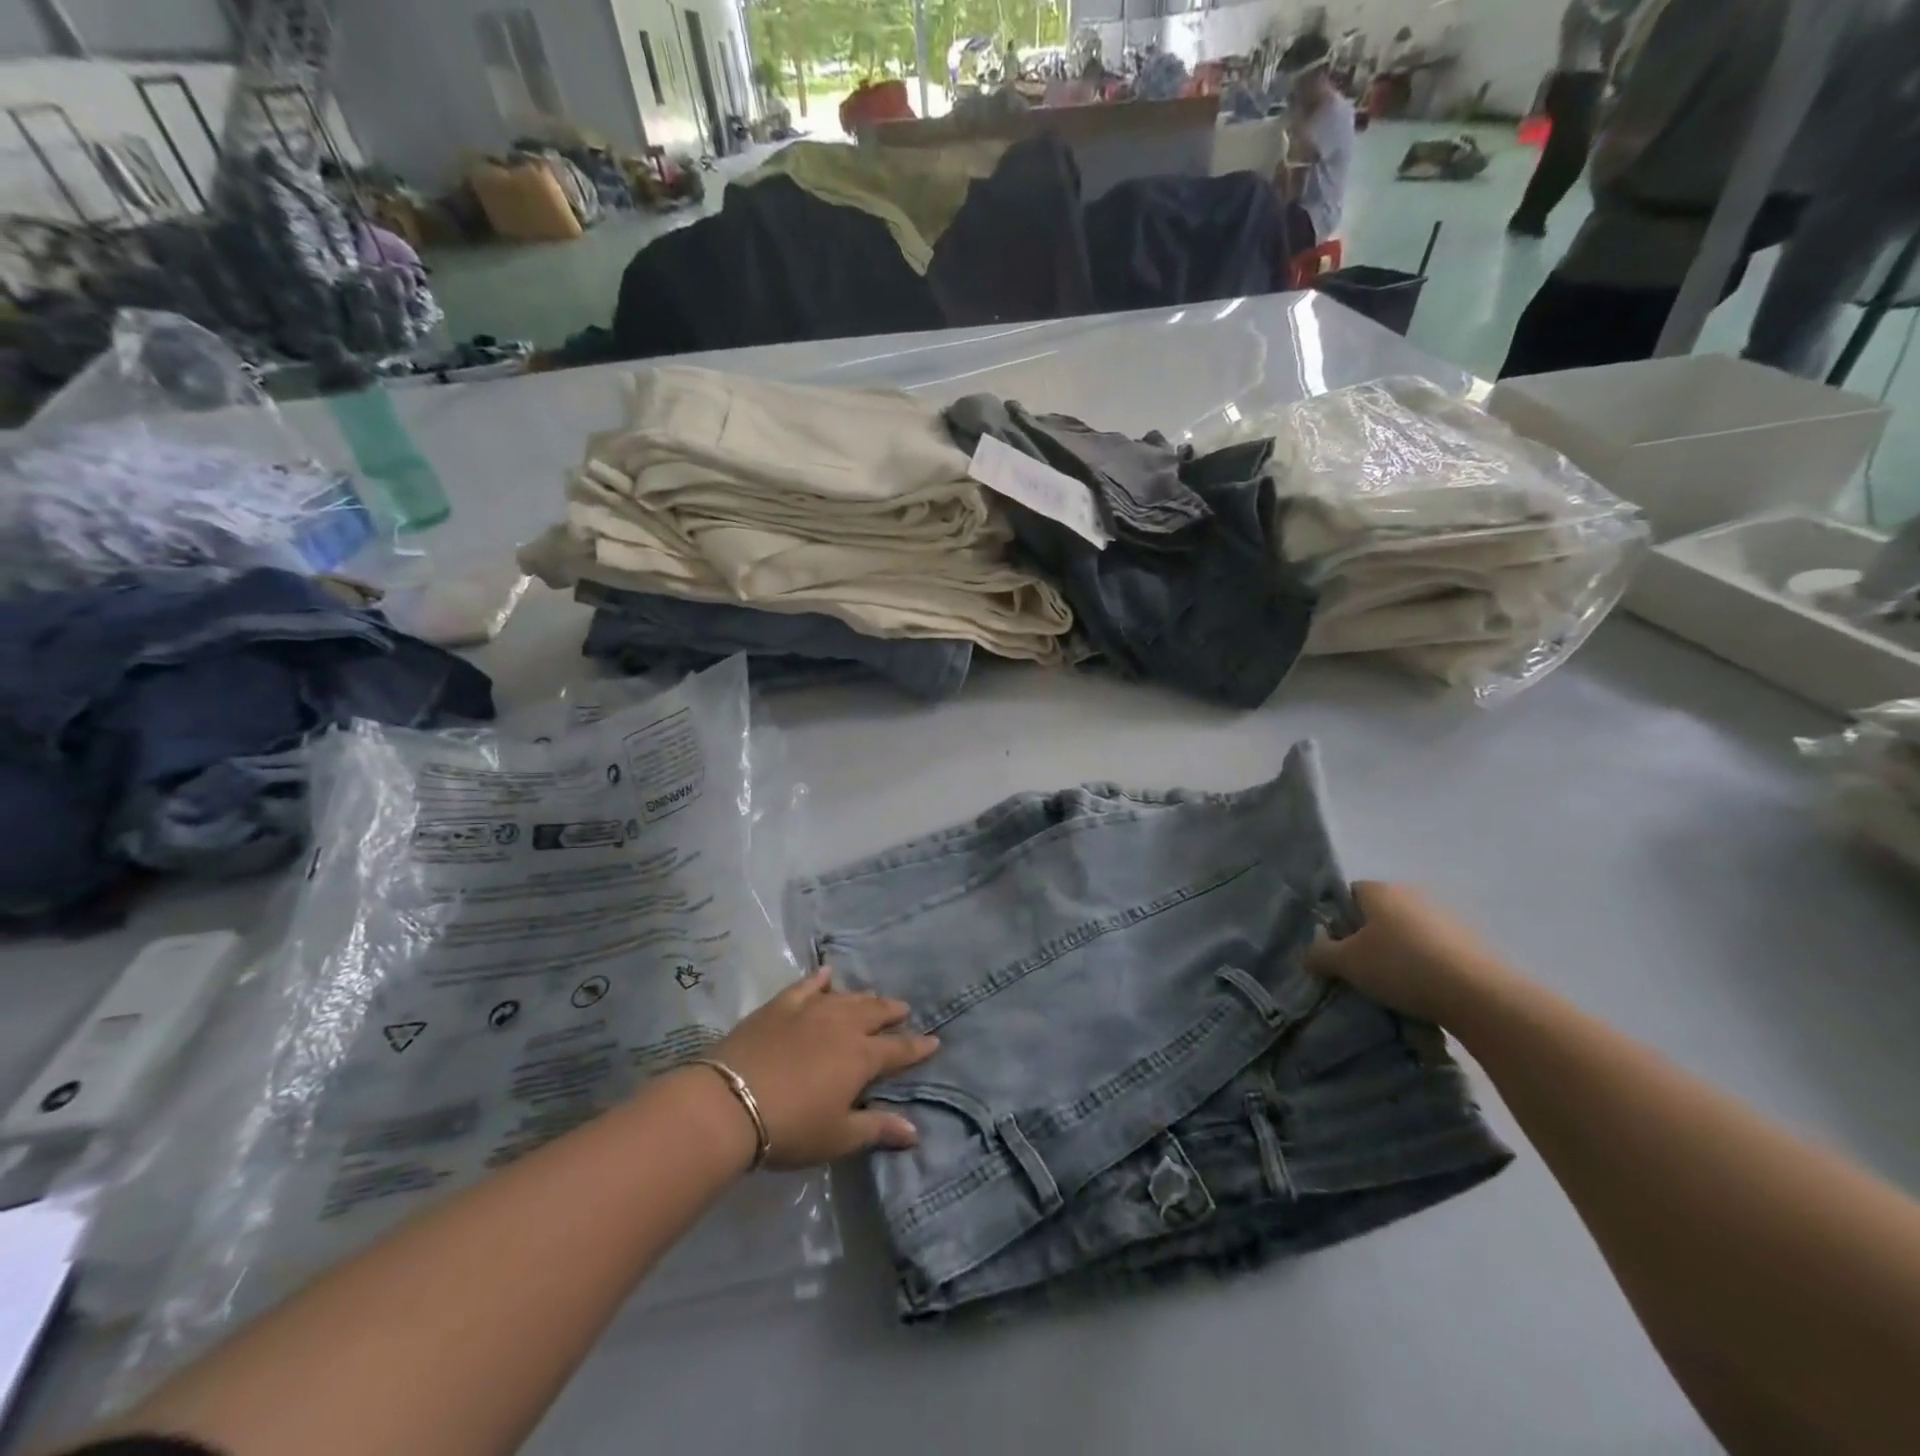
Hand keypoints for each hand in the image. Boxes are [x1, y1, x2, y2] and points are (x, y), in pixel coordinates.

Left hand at [707, 969, 938, 1169]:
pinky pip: (806, 985)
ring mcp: (811, 1010)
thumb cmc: (791, 1127)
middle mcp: (842, 1025)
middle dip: (892, 1011)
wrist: (730, 1103)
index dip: (917, 1046)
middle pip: (875, 1013)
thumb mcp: (838, 1136)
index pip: (898, 1049)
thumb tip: (915, 1131)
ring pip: (846, 997)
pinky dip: (819, 979)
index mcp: (861, 1057)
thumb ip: (877, 1129)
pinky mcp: (781, 1005)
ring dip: (863, 997)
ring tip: (872, 997)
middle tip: (903, 1009)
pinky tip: (826, 973)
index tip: (934, 1040)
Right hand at [1305, 882, 1508, 1024]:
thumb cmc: (1401, 967)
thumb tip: (1308, 955)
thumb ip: (1320, 955)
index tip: (1336, 948)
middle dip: (1367, 937)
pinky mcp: (1471, 941)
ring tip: (1393, 984)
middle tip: (1359, 968)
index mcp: (1380, 890)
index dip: (1338, 919)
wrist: (1478, 995)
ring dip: (1399, 952)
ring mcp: (1446, 916)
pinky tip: (1423, 990)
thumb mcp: (1347, 964)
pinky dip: (1426, 964)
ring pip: (1408, 931)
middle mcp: (1412, 894)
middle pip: (1379, 913)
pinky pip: (1435, 949)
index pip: (1348, 894)